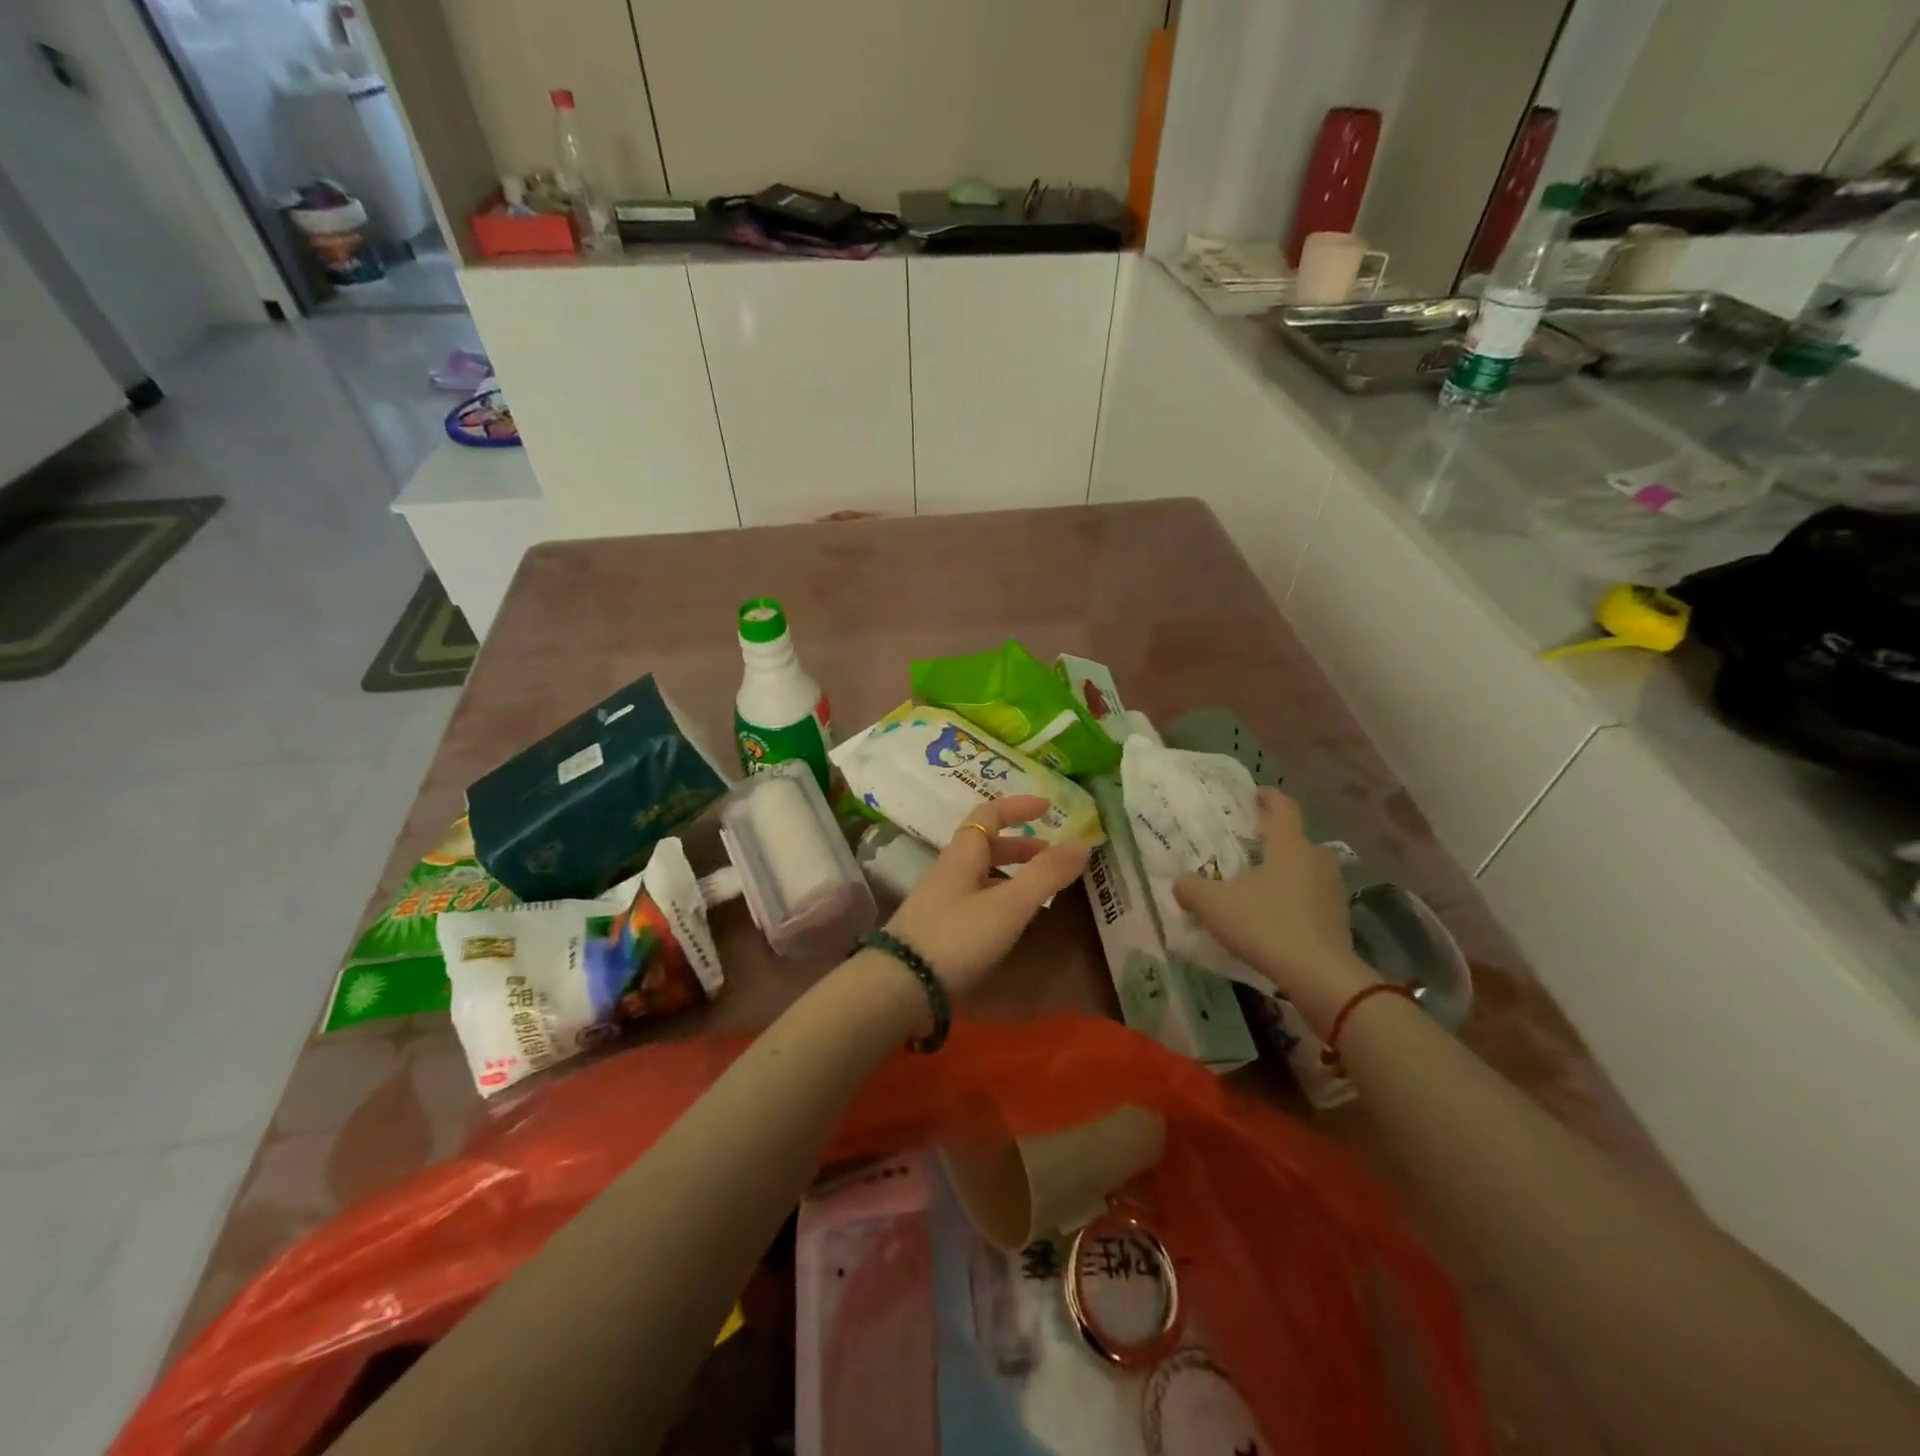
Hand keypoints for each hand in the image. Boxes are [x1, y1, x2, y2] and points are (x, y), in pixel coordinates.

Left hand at [882, 795, 1090, 998]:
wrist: (899, 985)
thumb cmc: (957, 936)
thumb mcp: (1009, 904)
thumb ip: (1046, 874)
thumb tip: (1082, 842)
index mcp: (963, 855)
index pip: (989, 815)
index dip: (1018, 806)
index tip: (1047, 807)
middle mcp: (949, 871)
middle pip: (986, 846)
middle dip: (1021, 847)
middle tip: (1052, 858)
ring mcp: (940, 901)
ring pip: (981, 875)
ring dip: (1011, 875)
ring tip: (1040, 892)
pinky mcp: (937, 929)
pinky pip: (975, 901)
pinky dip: (1000, 900)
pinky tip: (1011, 923)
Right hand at [1172, 788, 1377, 1036]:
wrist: (1320, 976)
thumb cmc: (1266, 925)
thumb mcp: (1214, 906)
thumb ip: (1191, 889)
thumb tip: (1180, 883)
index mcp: (1289, 845)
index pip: (1283, 807)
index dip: (1268, 797)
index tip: (1254, 794)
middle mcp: (1316, 859)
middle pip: (1296, 839)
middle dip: (1273, 840)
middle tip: (1247, 846)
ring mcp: (1332, 889)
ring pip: (1305, 869)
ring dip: (1285, 871)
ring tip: (1258, 884)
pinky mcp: (1339, 918)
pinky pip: (1312, 897)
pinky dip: (1294, 899)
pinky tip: (1274, 916)